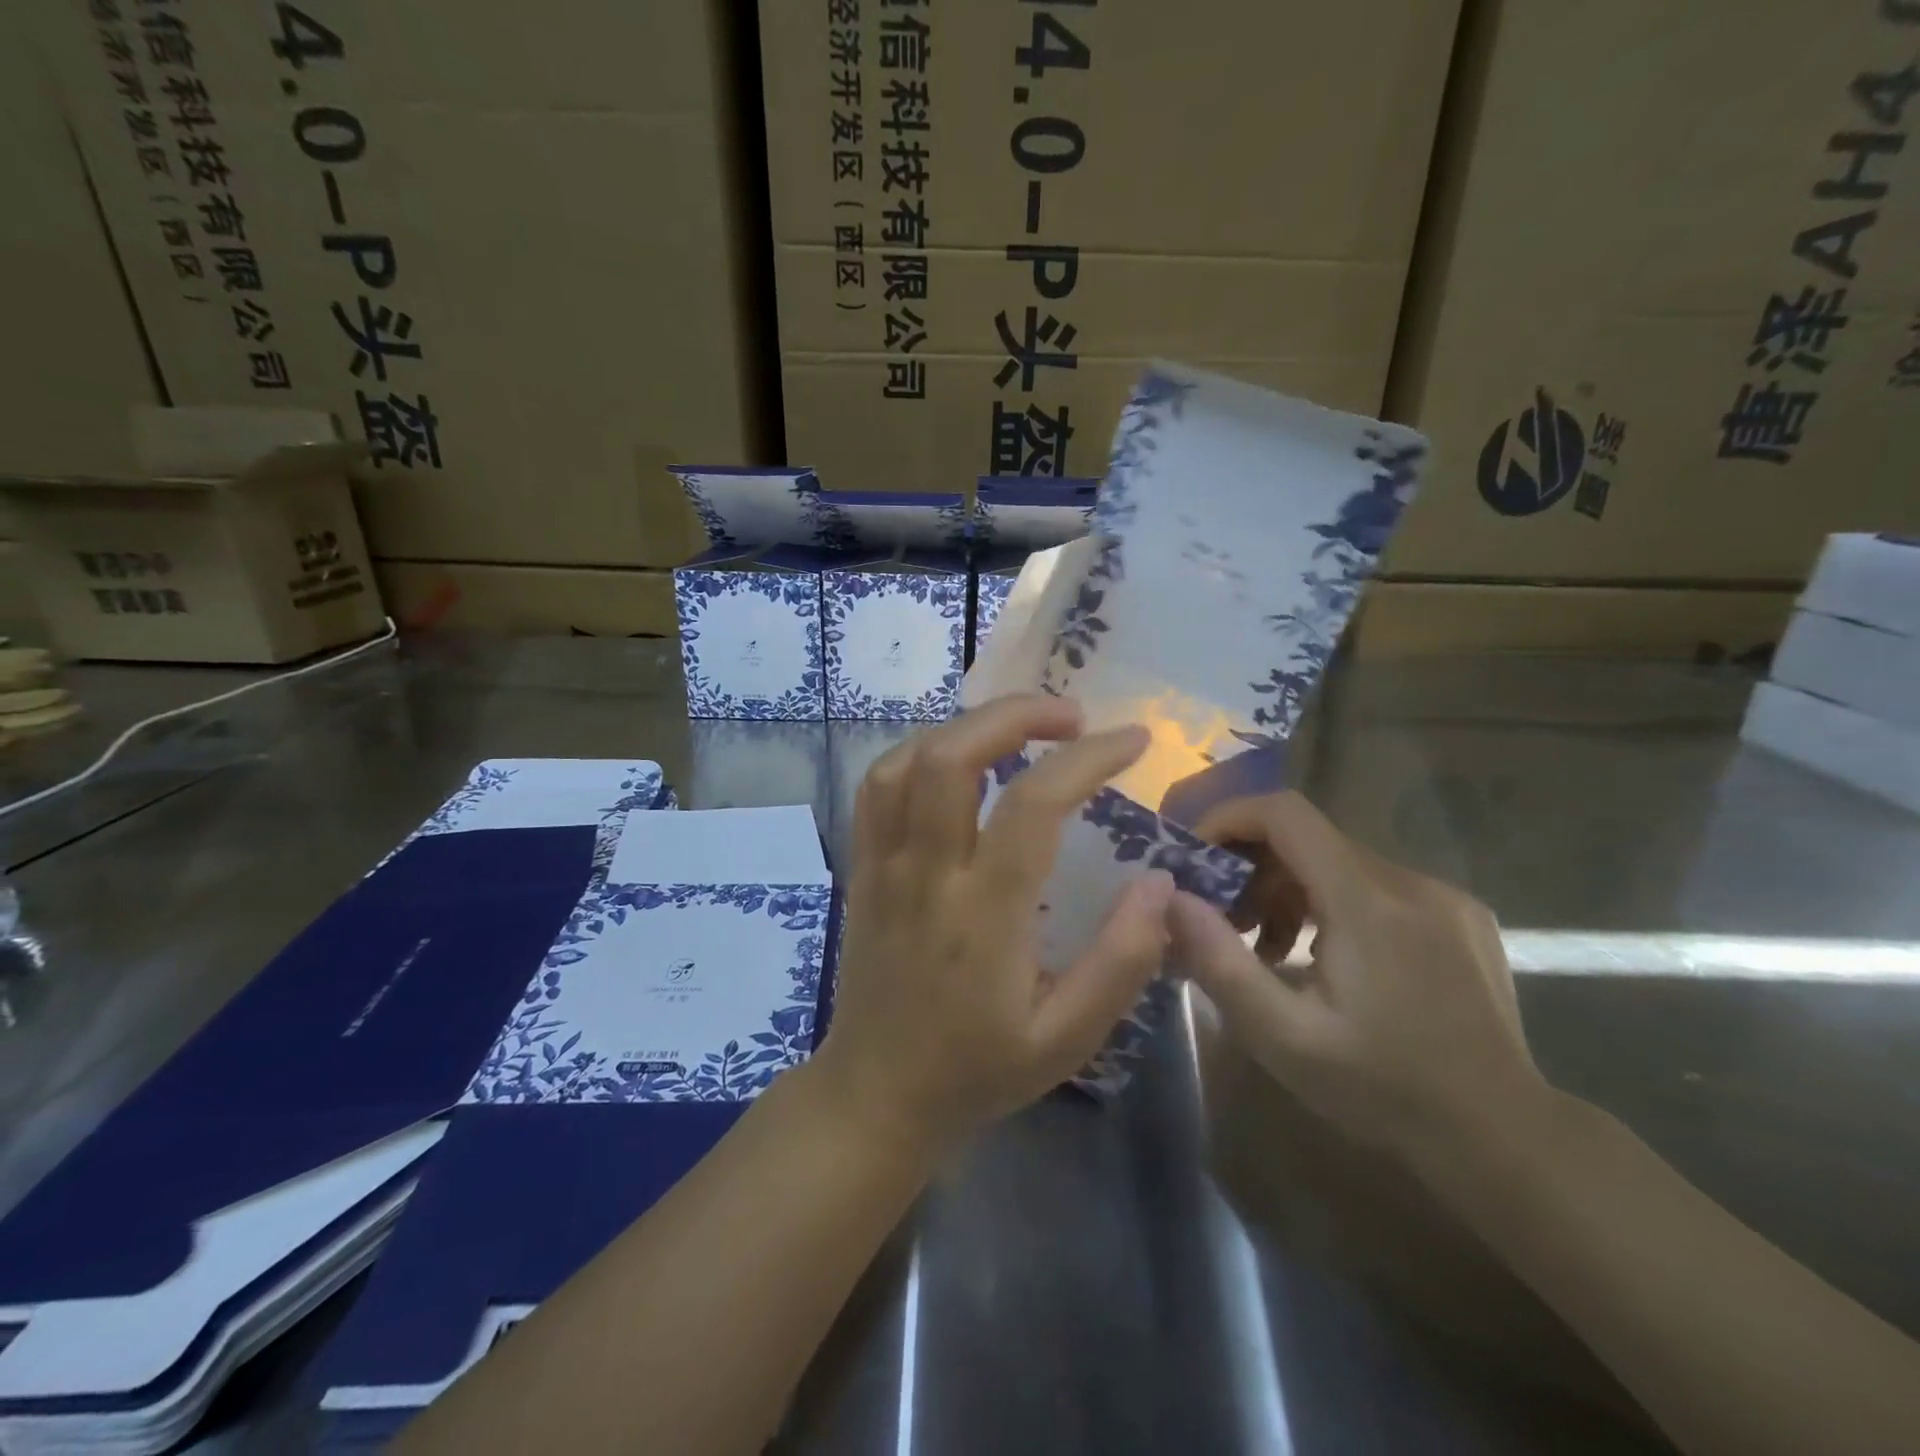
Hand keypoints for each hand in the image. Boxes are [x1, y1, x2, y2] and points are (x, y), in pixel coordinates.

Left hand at [813, 694, 1174, 1150]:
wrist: (876, 1093)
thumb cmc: (978, 1069)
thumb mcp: (1067, 1038)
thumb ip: (1121, 961)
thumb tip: (1159, 883)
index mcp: (984, 915)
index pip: (1033, 805)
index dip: (1087, 758)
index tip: (1132, 739)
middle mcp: (926, 875)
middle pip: (951, 757)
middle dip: (1015, 714)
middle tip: (1070, 716)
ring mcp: (884, 865)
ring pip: (907, 761)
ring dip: (966, 727)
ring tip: (1017, 731)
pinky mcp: (862, 867)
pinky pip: (878, 787)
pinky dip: (921, 752)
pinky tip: (957, 760)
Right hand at [1168, 792, 1547, 1168]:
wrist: (1504, 1137)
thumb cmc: (1383, 1089)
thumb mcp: (1282, 1037)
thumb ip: (1220, 962)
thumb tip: (1170, 899)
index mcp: (1366, 902)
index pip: (1285, 813)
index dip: (1229, 818)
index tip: (1195, 857)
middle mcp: (1408, 882)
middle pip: (1307, 838)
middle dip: (1251, 867)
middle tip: (1222, 920)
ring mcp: (1442, 896)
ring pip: (1339, 861)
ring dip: (1289, 888)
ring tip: (1268, 950)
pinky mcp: (1460, 915)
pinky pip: (1375, 884)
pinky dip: (1331, 902)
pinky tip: (1326, 958)